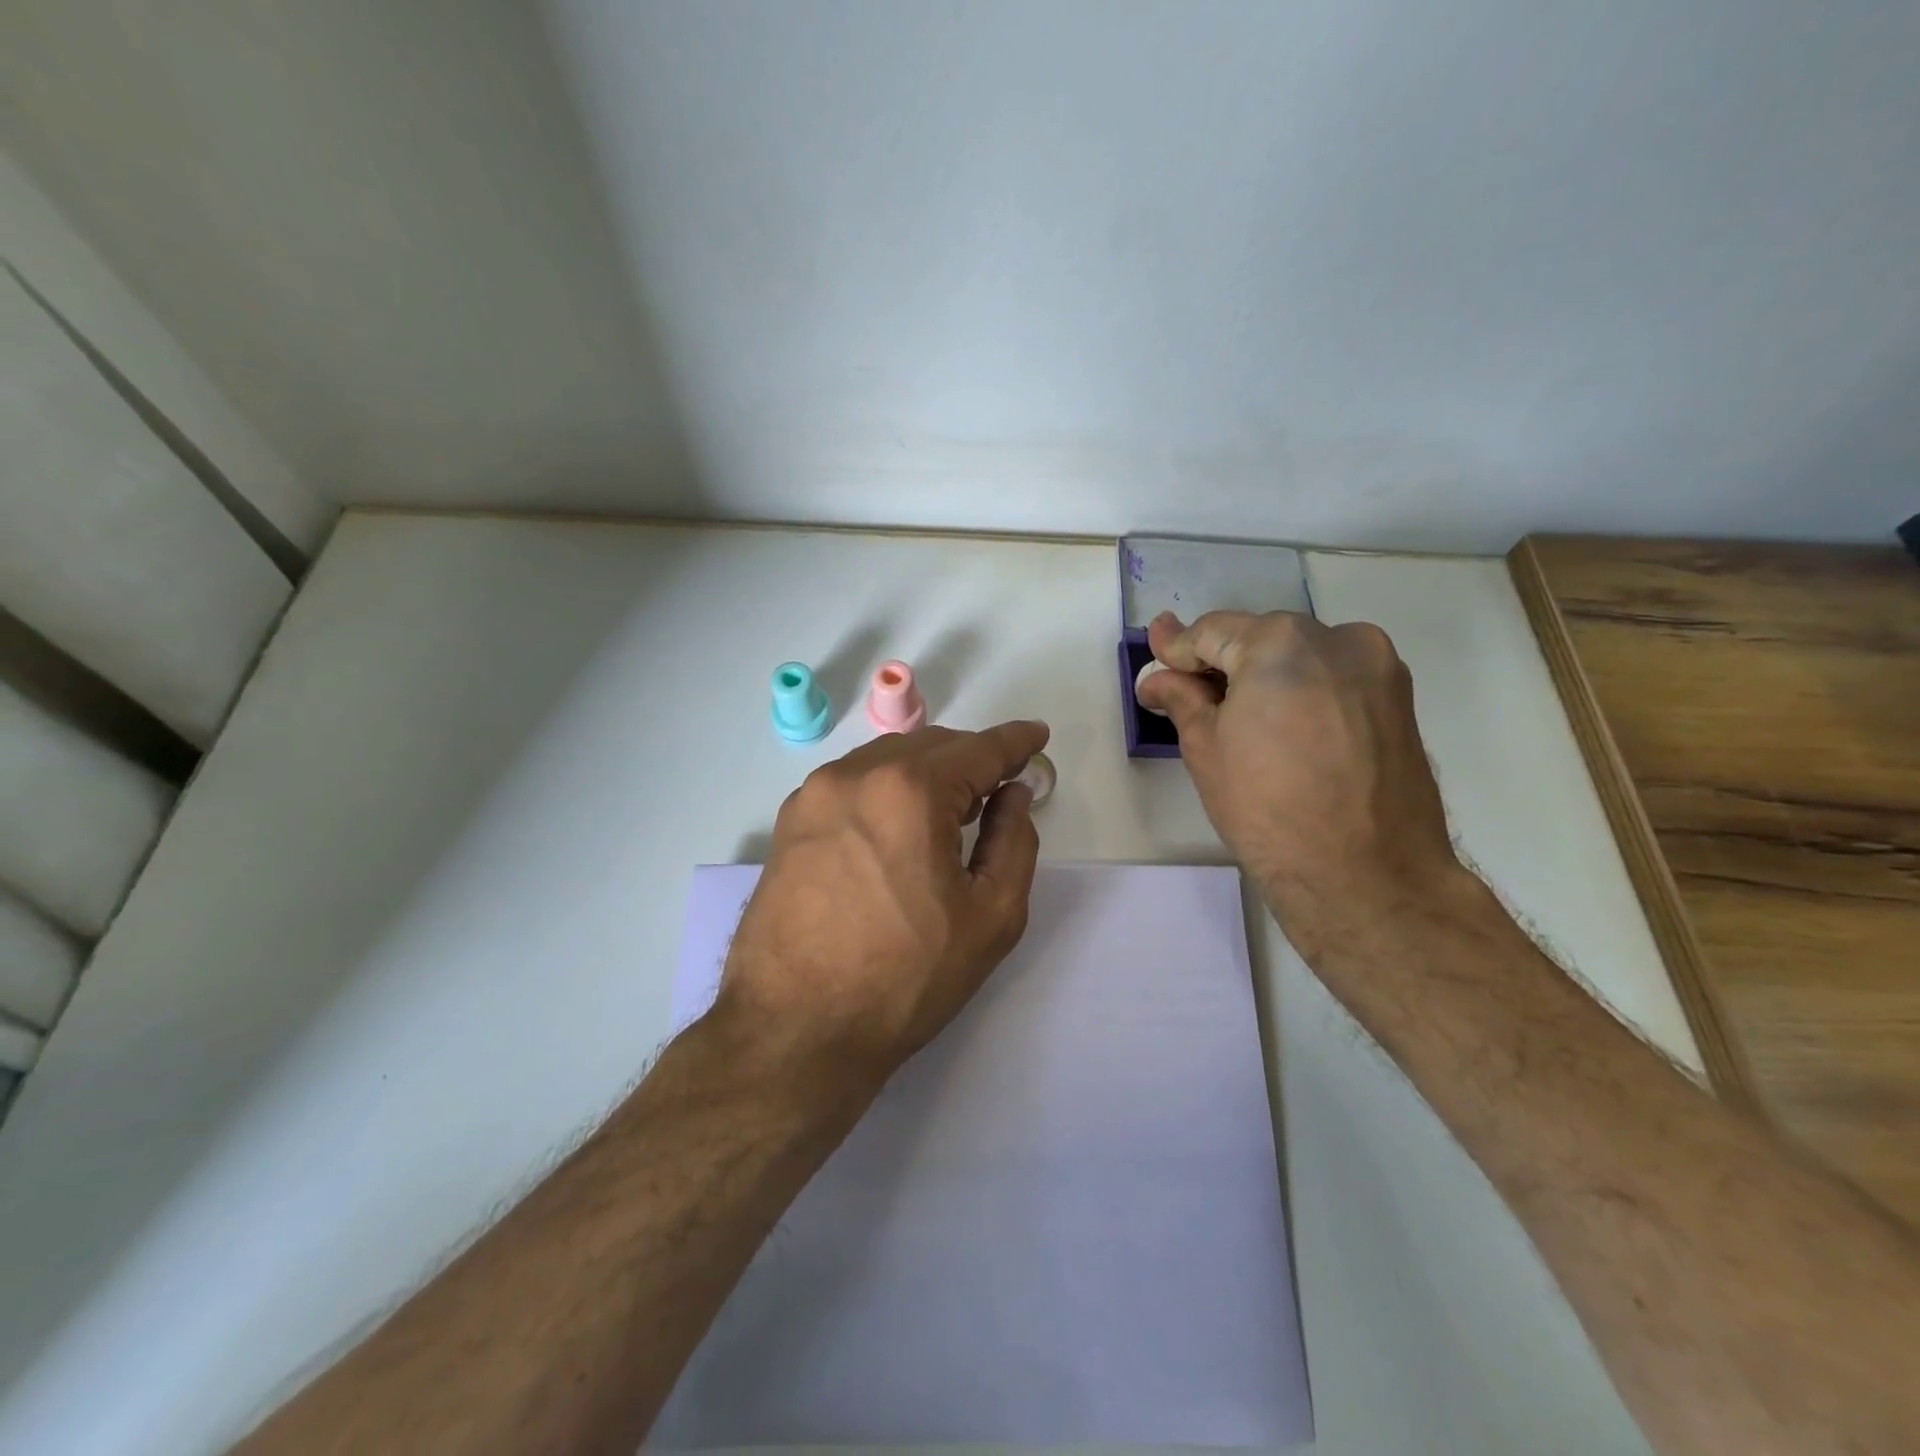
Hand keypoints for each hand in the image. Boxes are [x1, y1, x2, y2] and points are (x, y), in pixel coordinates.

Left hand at [711, 720, 1049, 1091]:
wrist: (795, 1029)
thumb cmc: (905, 977)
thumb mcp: (990, 916)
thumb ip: (1014, 841)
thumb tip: (1012, 794)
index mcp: (909, 791)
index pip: (977, 750)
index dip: (1014, 742)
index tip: (1036, 735)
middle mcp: (855, 775)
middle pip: (930, 746)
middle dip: (971, 758)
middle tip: (999, 785)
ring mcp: (814, 795)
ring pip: (887, 760)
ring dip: (926, 772)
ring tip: (950, 806)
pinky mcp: (789, 821)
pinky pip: (852, 783)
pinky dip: (886, 788)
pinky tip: (897, 824)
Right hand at [1135, 610, 1458, 944]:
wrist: (1365, 875)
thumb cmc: (1267, 809)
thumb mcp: (1206, 749)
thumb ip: (1182, 697)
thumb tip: (1158, 677)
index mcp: (1280, 642)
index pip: (1212, 632)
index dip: (1177, 650)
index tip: (1154, 660)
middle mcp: (1336, 637)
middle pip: (1259, 639)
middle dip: (1222, 664)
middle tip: (1189, 695)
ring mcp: (1377, 666)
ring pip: (1300, 657)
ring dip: (1264, 677)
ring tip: (1239, 719)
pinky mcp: (1399, 699)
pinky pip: (1333, 679)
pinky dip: (1302, 692)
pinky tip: (1284, 730)